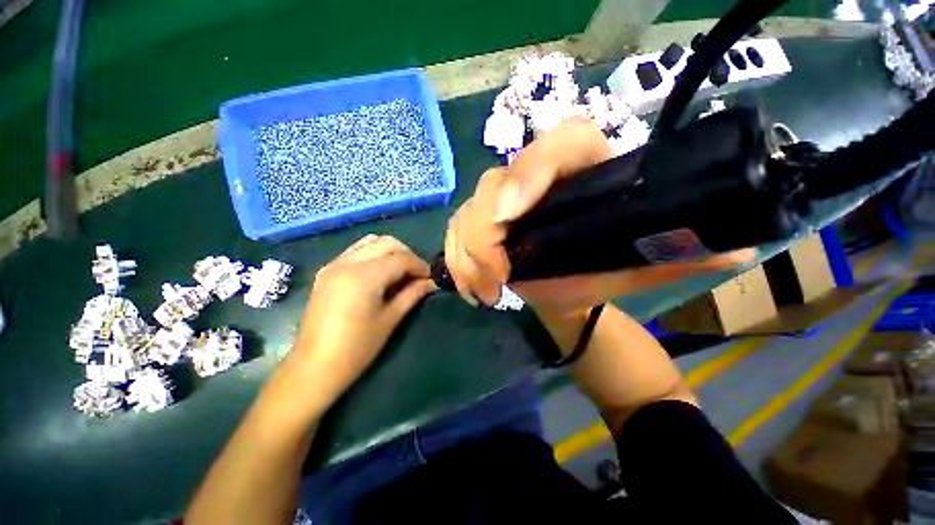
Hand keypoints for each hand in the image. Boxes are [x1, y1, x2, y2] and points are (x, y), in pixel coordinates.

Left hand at [290, 234, 436, 406]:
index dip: (420, 265)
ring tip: (400, 272)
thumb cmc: (357, 348)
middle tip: (416, 274)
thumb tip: (431, 283)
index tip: (430, 277)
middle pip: (386, 242)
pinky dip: (373, 255)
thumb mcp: (390, 319)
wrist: (314, 367)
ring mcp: (334, 264)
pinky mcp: (326, 271)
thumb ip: (412, 294)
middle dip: (407, 254)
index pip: (401, 258)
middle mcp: (347, 262)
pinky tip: (380, 275)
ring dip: (390, 252)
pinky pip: (356, 251)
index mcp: (364, 276)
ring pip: (370, 242)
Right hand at [444, 118, 754, 318]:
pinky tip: (471, 288)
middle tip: (497, 276)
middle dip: (485, 233)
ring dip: (468, 254)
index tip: (511, 216)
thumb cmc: (601, 271)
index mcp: (581, 172)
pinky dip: (456, 260)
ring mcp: (501, 202)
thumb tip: (741, 247)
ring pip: (468, 211)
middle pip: (496, 183)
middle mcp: (535, 181)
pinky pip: (454, 233)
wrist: (569, 286)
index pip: (560, 143)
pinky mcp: (479, 223)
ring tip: (486, 291)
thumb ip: (685, 250)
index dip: (531, 172)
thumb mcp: (644, 262)